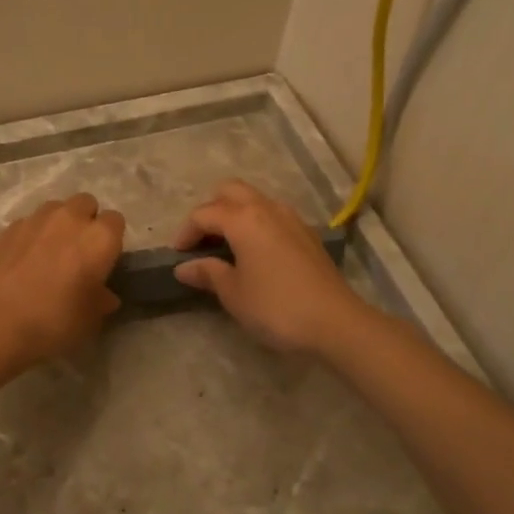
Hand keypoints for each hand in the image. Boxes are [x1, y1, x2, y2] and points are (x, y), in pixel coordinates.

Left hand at [0, 193, 125, 367]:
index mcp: (99, 238)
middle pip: (86, 203)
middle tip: (78, 251)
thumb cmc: (53, 320)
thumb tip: (105, 295)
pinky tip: (22, 260)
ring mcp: (36, 219)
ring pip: (55, 208)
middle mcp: (70, 218)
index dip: (111, 240)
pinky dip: (31, 235)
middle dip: (85, 221)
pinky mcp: (8, 227)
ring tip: (49, 252)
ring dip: (58, 223)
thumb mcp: (89, 320)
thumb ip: (101, 301)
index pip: (116, 221)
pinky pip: (28, 223)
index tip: (103, 260)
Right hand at [171, 180, 364, 353]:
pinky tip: (255, 253)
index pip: (204, 214)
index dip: (185, 232)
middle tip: (202, 241)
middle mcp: (267, 208)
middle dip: (210, 210)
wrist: (335, 321)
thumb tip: (184, 267)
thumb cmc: (276, 307)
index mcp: (243, 219)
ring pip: (255, 200)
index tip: (177, 256)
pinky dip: (256, 224)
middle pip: (230, 191)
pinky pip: (273, 215)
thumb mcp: (234, 293)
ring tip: (226, 246)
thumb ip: (208, 273)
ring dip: (235, 214)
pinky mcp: (307, 234)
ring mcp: (291, 218)